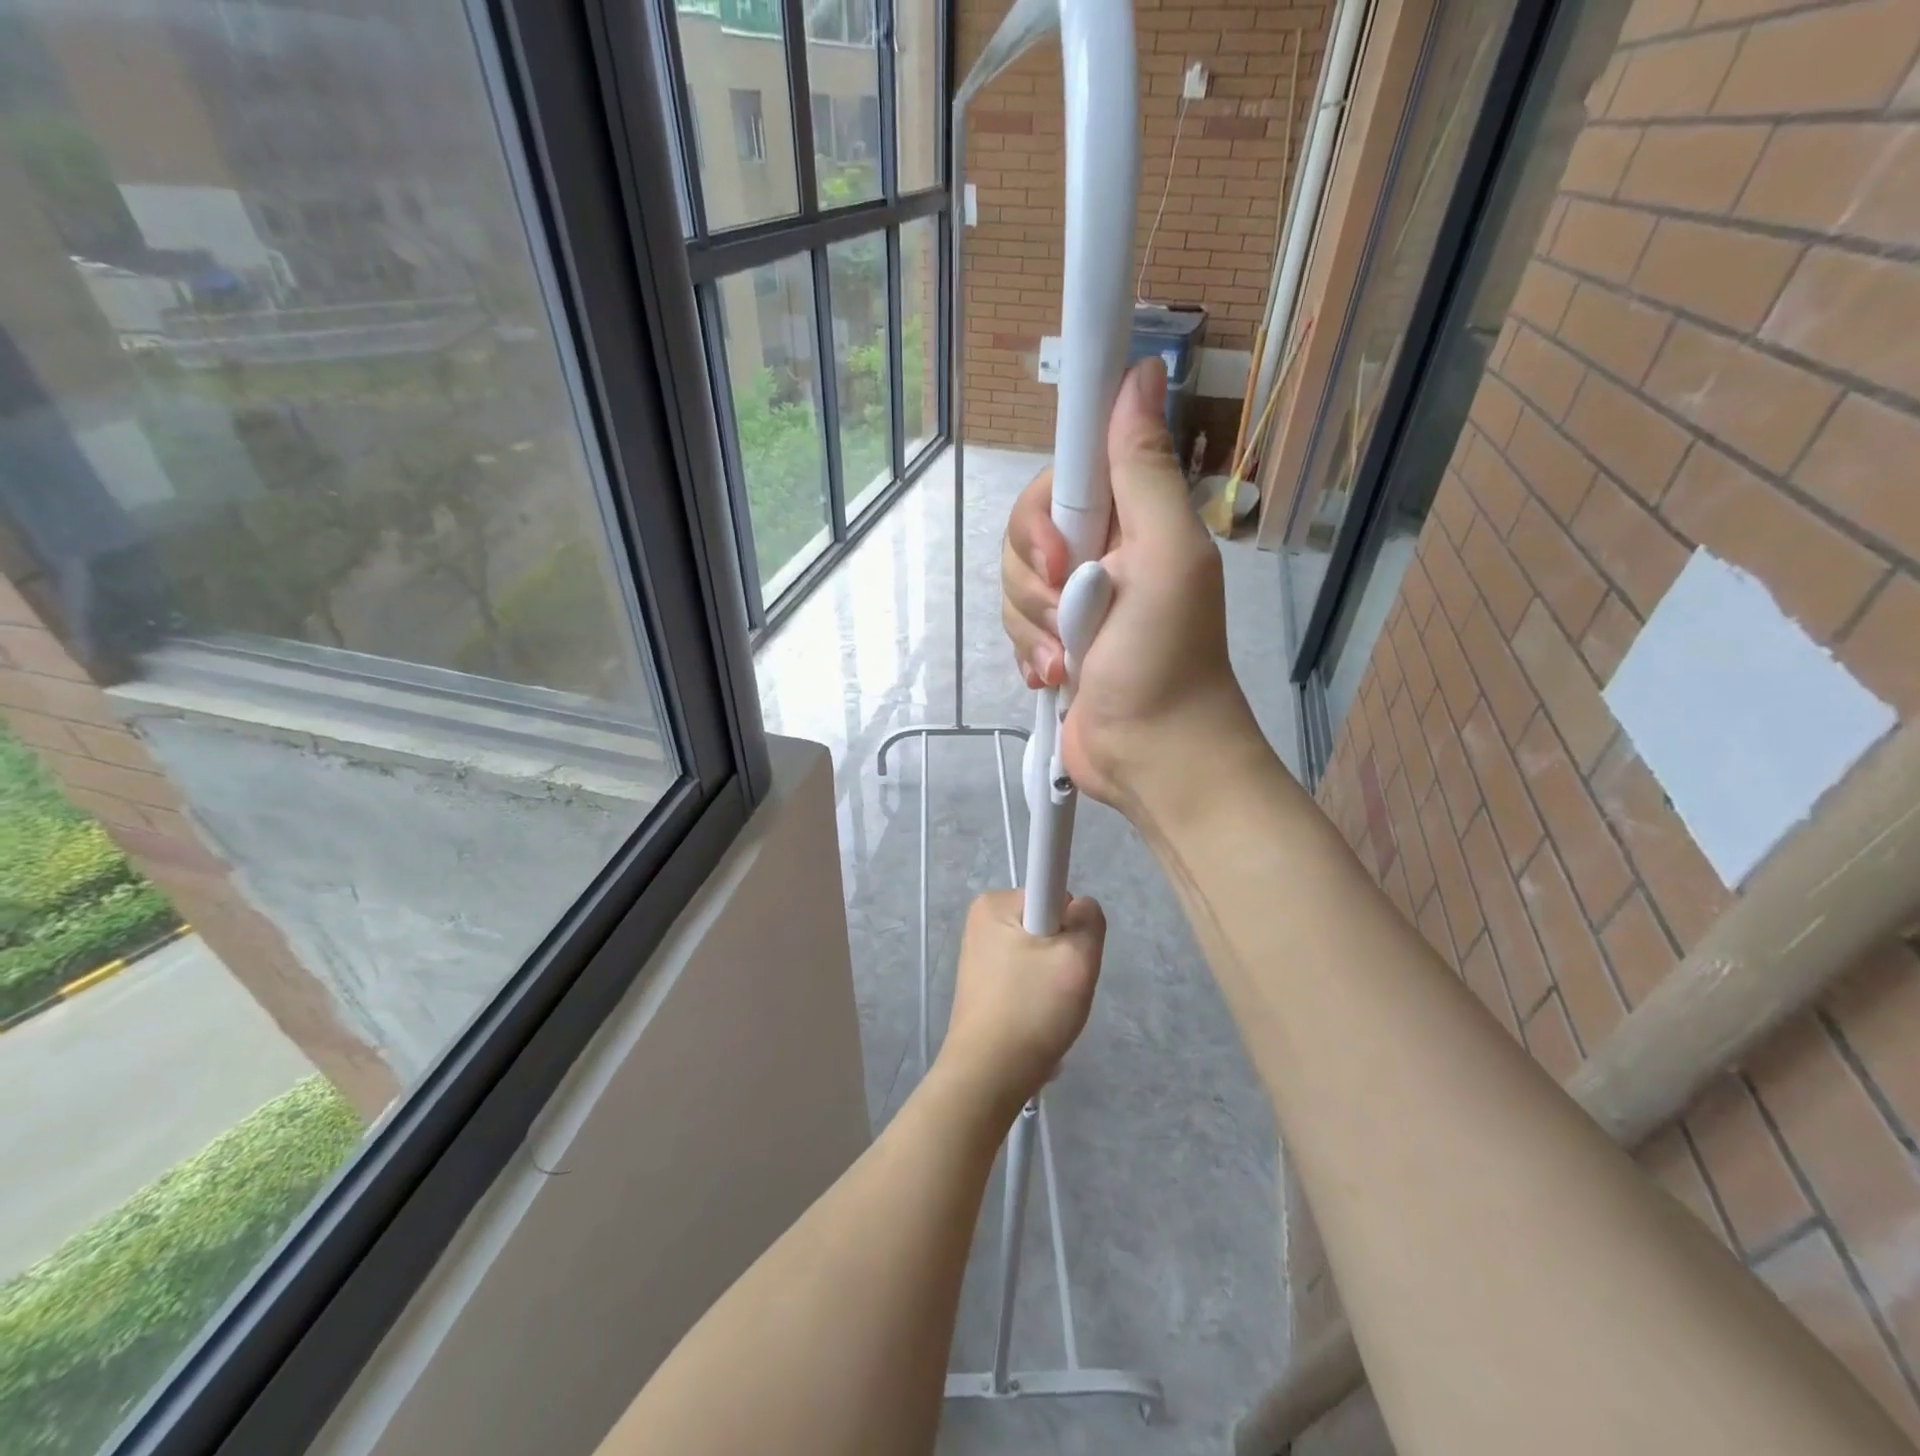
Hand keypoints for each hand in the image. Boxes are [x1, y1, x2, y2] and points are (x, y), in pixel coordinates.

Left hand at [937, 890, 1104, 1116]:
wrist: (988, 1076)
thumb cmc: (1032, 1010)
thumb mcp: (1078, 958)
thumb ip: (1089, 919)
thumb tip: (1080, 908)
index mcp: (995, 903)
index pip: (1055, 892)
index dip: (1072, 925)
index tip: (1068, 958)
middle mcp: (982, 920)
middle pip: (1049, 924)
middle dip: (1064, 956)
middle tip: (1062, 989)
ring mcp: (979, 952)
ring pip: (1040, 953)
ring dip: (1053, 980)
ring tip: (1048, 1011)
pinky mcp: (982, 982)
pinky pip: (1025, 975)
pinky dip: (1037, 996)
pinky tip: (1035, 1022)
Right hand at [1000, 358, 1265, 825]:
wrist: (1154, 756)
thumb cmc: (1167, 658)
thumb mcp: (1167, 556)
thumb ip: (1144, 472)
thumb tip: (1143, 371)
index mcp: (1128, 523)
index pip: (1061, 478)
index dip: (1044, 511)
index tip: (1058, 554)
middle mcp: (1097, 554)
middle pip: (1024, 535)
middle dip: (1036, 582)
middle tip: (1069, 615)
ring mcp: (1072, 604)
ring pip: (1013, 586)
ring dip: (1035, 629)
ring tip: (1069, 662)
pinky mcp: (1052, 645)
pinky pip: (1015, 629)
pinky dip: (1030, 655)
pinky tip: (1056, 679)